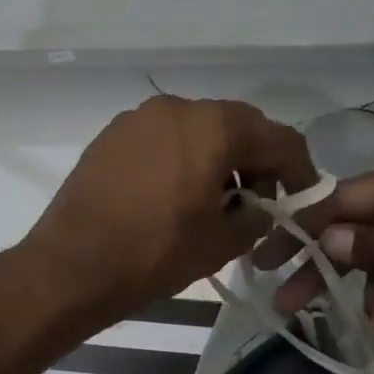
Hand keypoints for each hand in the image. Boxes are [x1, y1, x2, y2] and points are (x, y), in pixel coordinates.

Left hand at [22, 95, 318, 329]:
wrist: (70, 265)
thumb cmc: (153, 253)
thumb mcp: (220, 243)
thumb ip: (255, 217)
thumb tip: (259, 209)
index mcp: (213, 126)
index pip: (277, 138)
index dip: (299, 169)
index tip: (303, 197)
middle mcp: (176, 107)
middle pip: (234, 127)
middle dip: (254, 162)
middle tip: (258, 203)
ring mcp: (136, 119)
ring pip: (194, 131)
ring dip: (215, 160)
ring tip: (213, 204)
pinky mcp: (109, 137)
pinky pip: (160, 141)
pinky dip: (179, 160)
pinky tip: (173, 196)